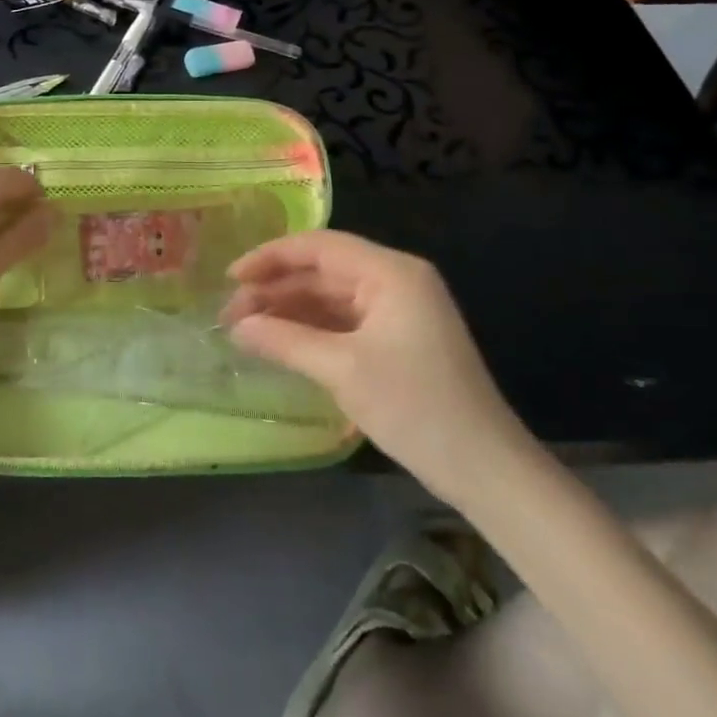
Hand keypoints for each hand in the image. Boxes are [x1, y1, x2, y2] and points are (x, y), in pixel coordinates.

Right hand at [221, 231, 529, 504]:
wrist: (485, 469)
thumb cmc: (415, 407)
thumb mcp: (342, 370)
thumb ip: (285, 340)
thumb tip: (237, 326)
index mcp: (391, 272)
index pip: (319, 246)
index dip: (270, 257)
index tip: (230, 278)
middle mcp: (395, 280)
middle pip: (323, 271)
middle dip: (275, 289)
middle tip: (230, 315)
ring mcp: (398, 311)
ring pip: (330, 297)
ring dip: (289, 310)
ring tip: (245, 330)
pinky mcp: (397, 339)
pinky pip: (343, 321)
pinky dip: (310, 329)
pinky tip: (279, 342)